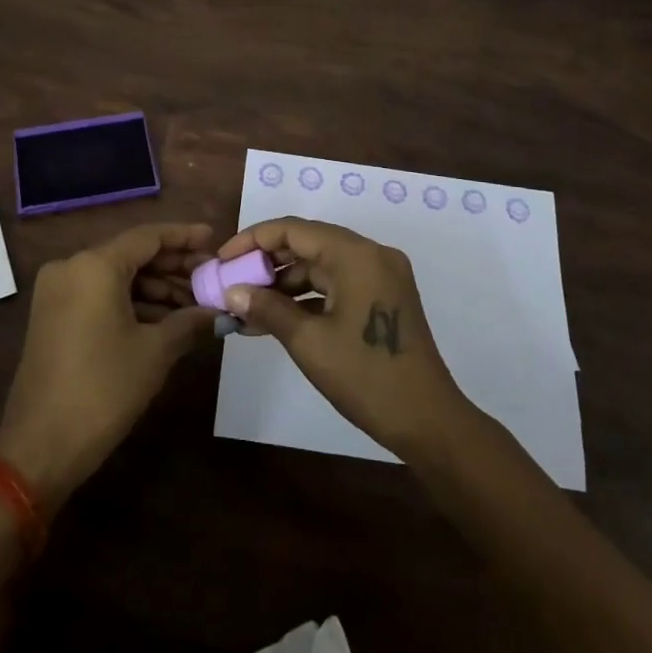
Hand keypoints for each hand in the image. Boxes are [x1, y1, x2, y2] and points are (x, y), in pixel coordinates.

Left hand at [0, 223, 216, 506]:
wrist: (40, 446)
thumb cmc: (103, 389)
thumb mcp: (155, 352)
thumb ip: (189, 321)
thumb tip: (218, 311)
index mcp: (94, 265)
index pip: (148, 237)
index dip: (185, 237)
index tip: (214, 240)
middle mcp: (72, 267)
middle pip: (132, 255)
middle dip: (173, 267)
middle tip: (210, 278)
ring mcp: (58, 291)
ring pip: (117, 277)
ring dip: (155, 288)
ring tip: (195, 305)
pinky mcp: (53, 315)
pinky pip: (100, 295)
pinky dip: (132, 303)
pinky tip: (165, 320)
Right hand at [214, 218, 471, 459]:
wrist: (428, 422)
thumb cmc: (366, 377)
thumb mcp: (309, 342)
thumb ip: (268, 308)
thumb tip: (232, 291)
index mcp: (356, 255)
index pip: (293, 230)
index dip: (253, 240)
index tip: (222, 260)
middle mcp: (371, 254)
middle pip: (308, 243)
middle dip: (266, 262)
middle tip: (231, 283)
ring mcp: (380, 276)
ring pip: (321, 266)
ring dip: (284, 283)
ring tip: (246, 306)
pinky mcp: (382, 298)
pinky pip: (336, 284)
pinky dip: (307, 297)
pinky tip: (276, 318)